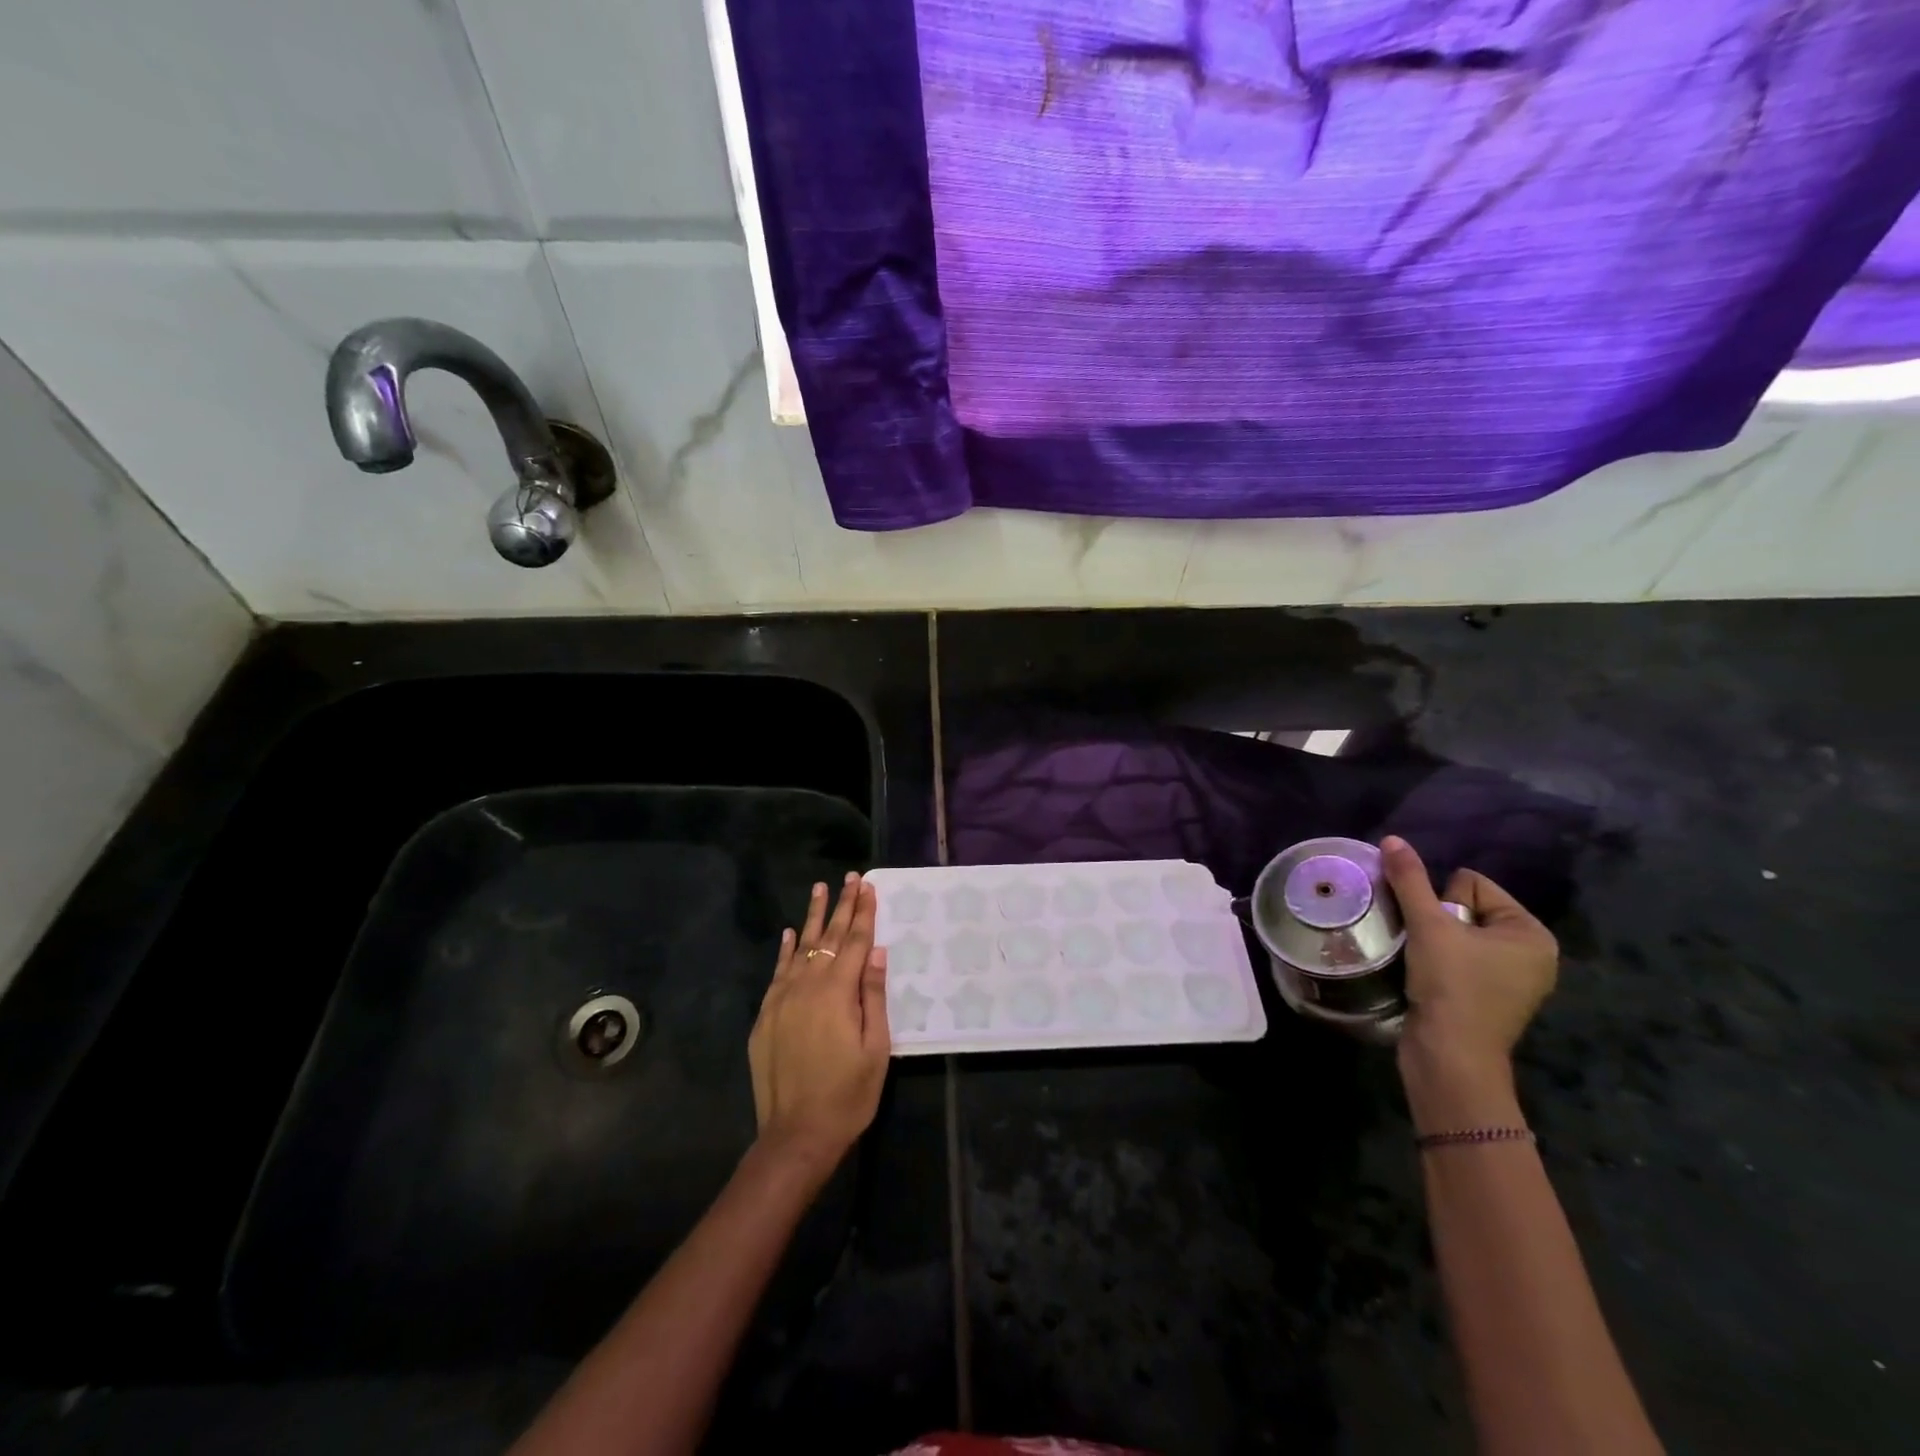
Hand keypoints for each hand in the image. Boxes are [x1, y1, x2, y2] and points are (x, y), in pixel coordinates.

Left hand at [747, 873, 889, 1172]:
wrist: (796, 1134)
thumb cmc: (847, 1094)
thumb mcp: (875, 1048)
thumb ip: (874, 996)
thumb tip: (877, 952)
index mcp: (838, 992)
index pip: (856, 941)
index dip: (863, 912)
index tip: (868, 886)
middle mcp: (808, 986)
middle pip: (829, 938)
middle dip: (842, 906)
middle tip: (850, 878)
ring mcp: (782, 999)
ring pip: (801, 948)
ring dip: (813, 918)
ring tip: (820, 889)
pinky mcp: (766, 1016)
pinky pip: (778, 972)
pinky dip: (786, 950)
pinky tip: (791, 934)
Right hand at [1380, 836, 1557, 1076]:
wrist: (1450, 1058)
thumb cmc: (1452, 986)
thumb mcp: (1428, 926)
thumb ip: (1409, 880)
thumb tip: (1392, 839)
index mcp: (1531, 933)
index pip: (1472, 884)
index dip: (1442, 902)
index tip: (1437, 934)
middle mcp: (1531, 954)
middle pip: (1465, 908)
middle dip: (1437, 922)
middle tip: (1429, 950)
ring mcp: (1513, 980)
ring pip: (1457, 935)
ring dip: (1432, 942)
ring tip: (1424, 964)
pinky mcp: (1490, 999)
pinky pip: (1459, 960)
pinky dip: (1439, 963)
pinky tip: (1428, 979)